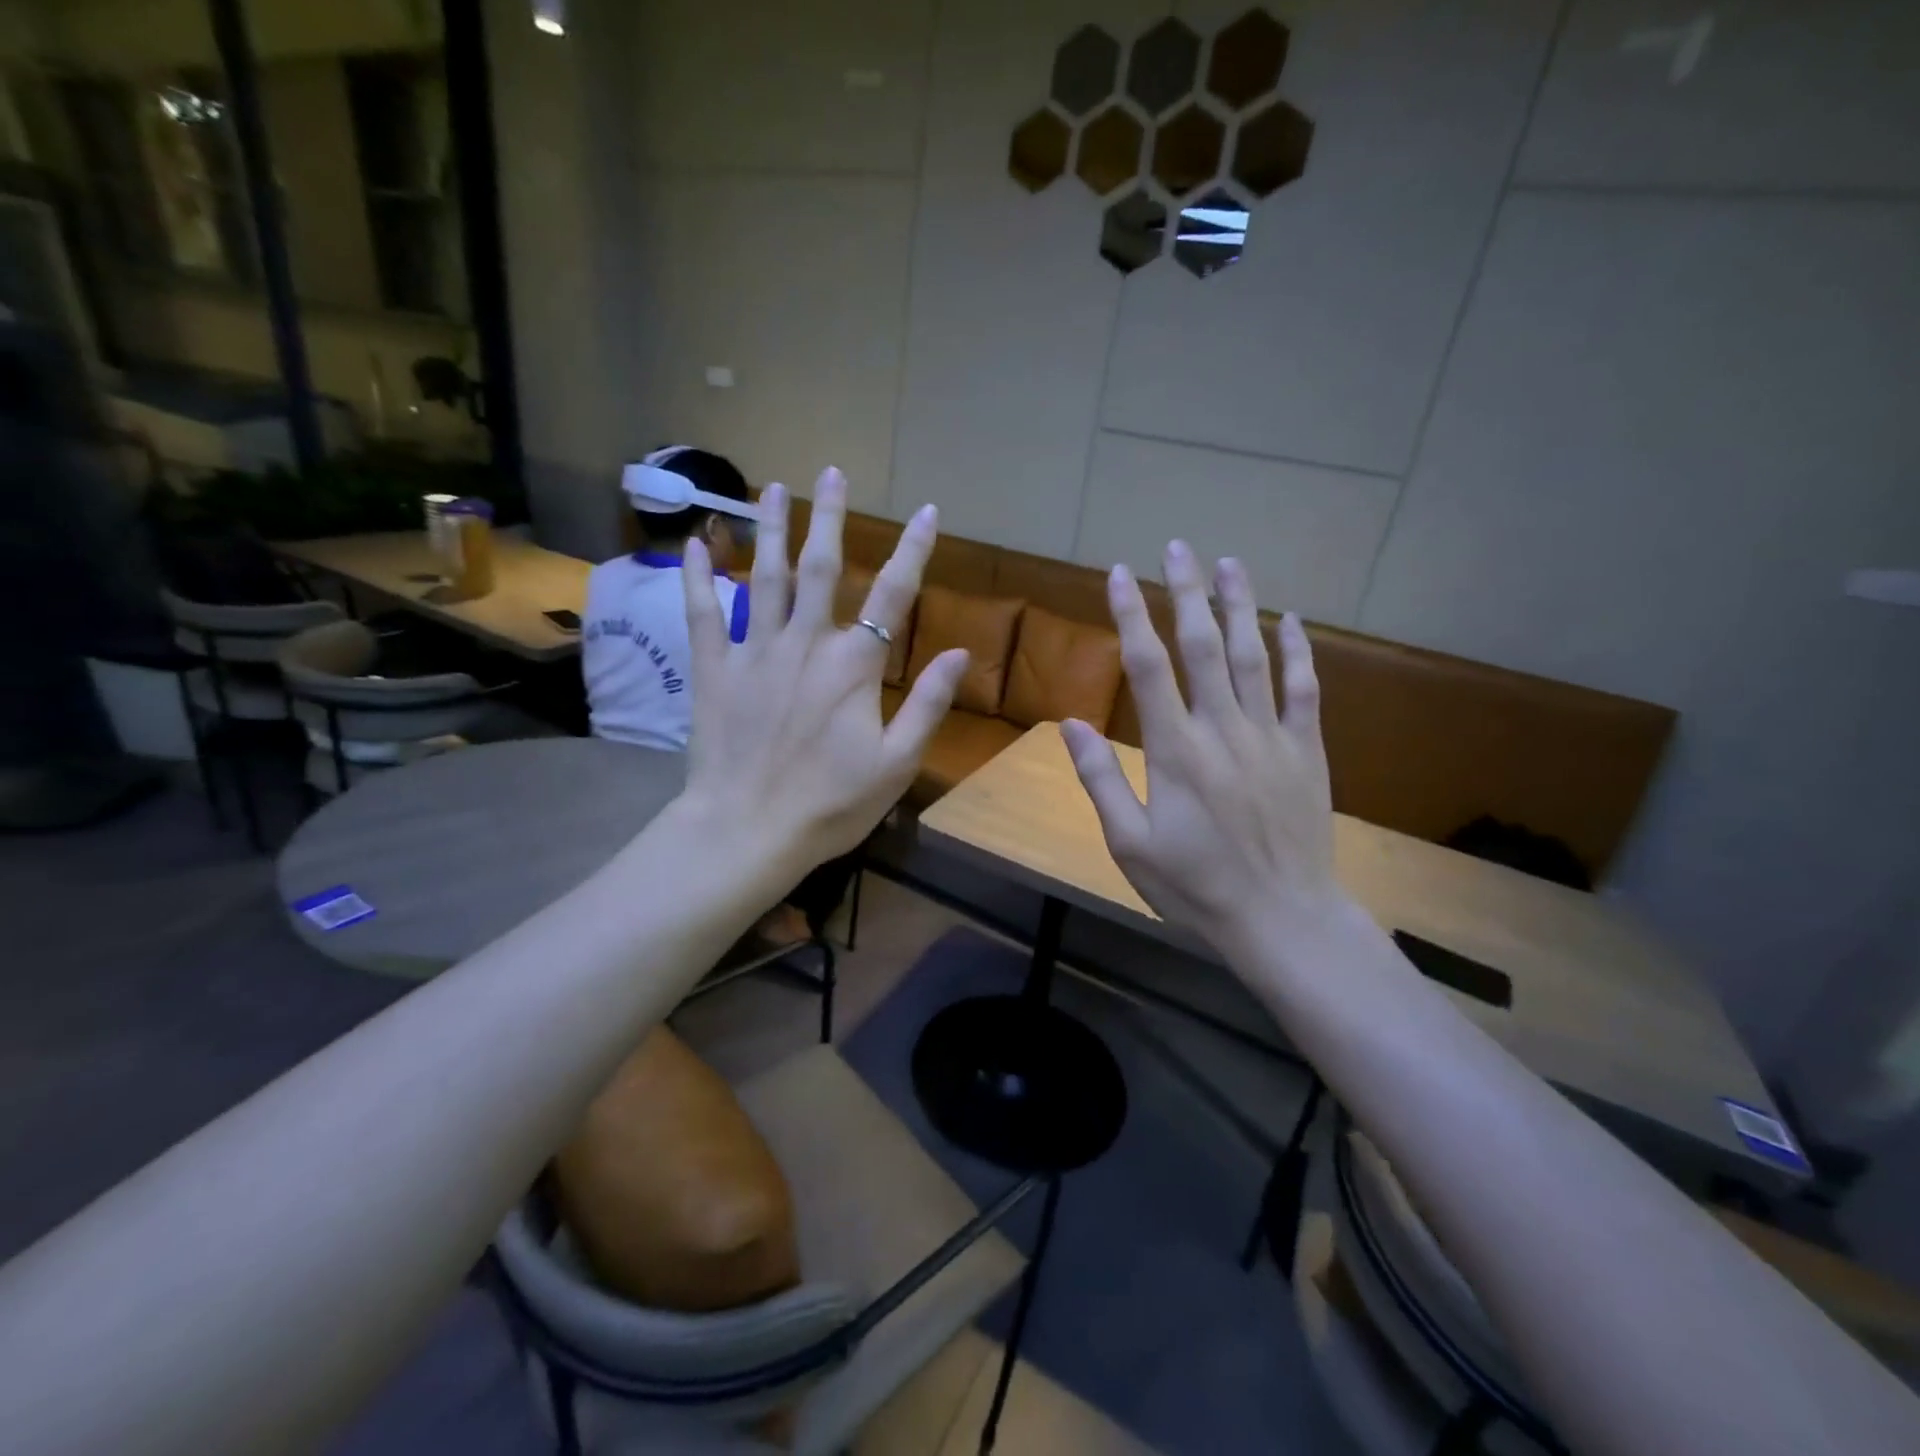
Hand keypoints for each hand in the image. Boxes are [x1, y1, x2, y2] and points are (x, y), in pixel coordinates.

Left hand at [677, 468, 968, 878]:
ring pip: (764, 577)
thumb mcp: (896, 762)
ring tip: (773, 488)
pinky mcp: (714, 670)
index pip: (892, 595)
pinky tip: (697, 543)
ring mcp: (754, 652)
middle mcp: (805, 644)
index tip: (927, 512)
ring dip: (771, 529)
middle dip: (829, 517)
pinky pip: (704, 613)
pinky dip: (700, 577)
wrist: (748, 830)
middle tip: (831, 472)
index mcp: (854, 665)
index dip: (913, 550)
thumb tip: (958, 652)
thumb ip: (929, 704)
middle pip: (820, 567)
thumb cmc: (831, 804)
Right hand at [1061, 542, 1341, 955]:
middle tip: (1177, 546)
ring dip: (1239, 605)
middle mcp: (1223, 729)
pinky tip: (1289, 620)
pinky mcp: (1306, 750)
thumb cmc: (1195, 885)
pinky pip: (1304, 689)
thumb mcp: (1129, 844)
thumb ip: (1100, 780)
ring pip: (1253, 656)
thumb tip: (1070, 725)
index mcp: (1175, 750)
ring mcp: (1270, 735)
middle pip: (1202, 646)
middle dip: (1187, 592)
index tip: (1120, 574)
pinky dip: (1297, 651)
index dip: (1131, 616)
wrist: (1282, 917)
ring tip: (1229, 562)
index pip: (1148, 667)